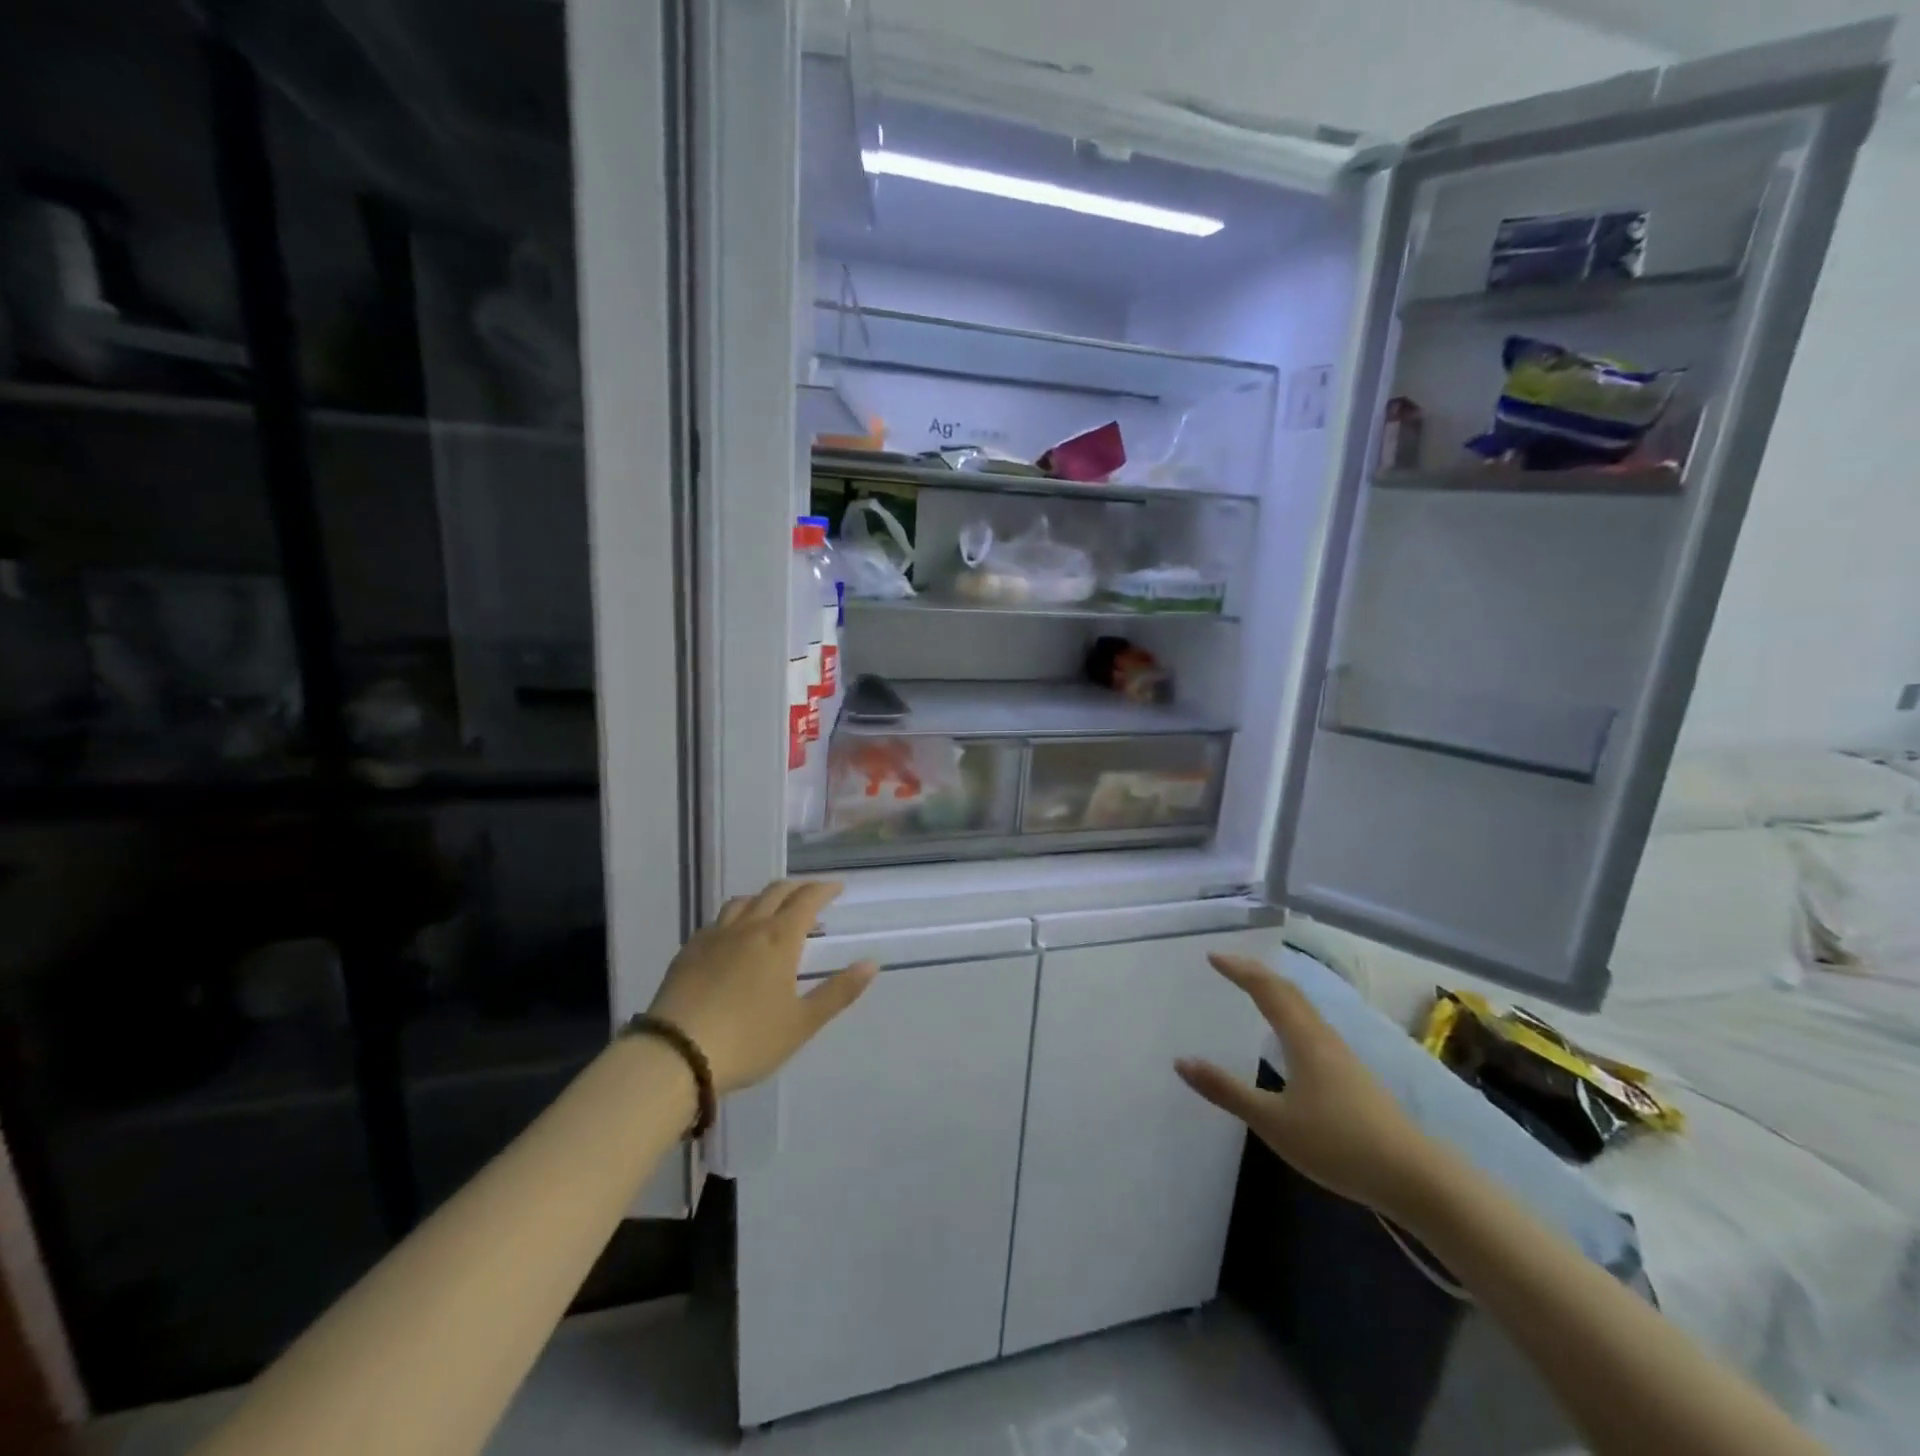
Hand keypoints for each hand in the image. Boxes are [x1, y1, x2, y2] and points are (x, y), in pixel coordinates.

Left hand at [647, 880, 877, 1094]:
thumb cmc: (748, 1040)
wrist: (676, 1055)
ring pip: (743, 902)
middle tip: (812, 895)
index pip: (807, 900)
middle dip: (798, 889)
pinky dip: (736, 917)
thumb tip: (871, 963)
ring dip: (765, 898)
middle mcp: (748, 927)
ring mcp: (714, 936)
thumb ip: (839, 991)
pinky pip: (718, 921)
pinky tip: (734, 937)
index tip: (838, 888)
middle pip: (775, 892)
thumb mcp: (802, 1022)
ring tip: (773, 911)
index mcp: (780, 939)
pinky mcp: (689, 951)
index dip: (824, 889)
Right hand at [1176, 953, 1445, 1220]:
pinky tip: (1289, 1033)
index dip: (1239, 970)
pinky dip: (1290, 1011)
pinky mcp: (1353, 1074)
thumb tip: (1181, 1061)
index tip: (1212, 956)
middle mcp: (1323, 1037)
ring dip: (1276, 990)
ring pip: (1304, 1007)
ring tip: (1253, 988)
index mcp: (1303, 1039)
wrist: (1414, 1177)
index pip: (1266, 989)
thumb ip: (1227, 1091)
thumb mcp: (1273, 1122)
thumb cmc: (1338, 1144)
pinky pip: (1312, 1025)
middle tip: (1228, 964)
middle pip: (1288, 991)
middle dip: (1257, 973)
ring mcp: (1342, 1055)